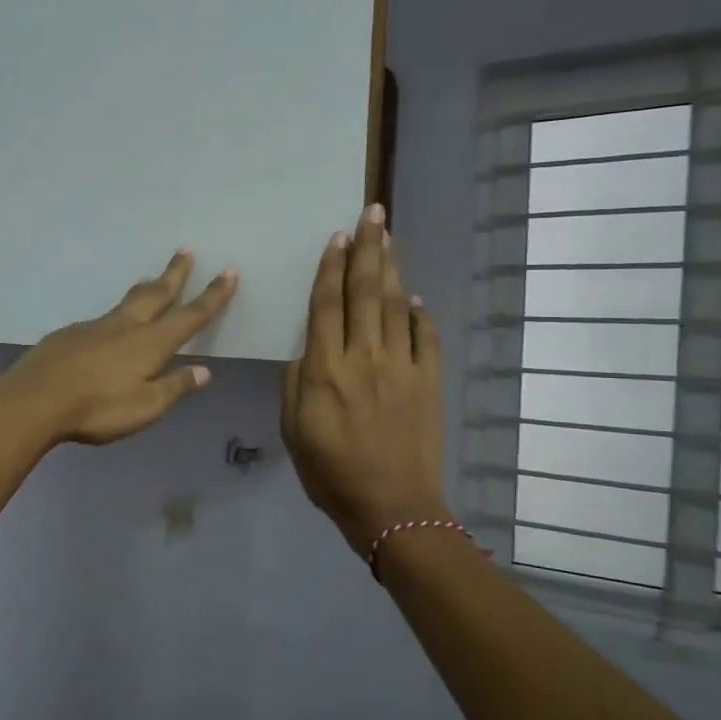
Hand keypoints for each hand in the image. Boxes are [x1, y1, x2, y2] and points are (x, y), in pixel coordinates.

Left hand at [0, 250, 237, 445]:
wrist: (35, 399)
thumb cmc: (97, 408)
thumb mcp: (145, 407)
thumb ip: (174, 387)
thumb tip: (203, 371)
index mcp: (150, 344)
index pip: (190, 316)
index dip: (212, 296)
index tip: (229, 273)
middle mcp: (125, 326)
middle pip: (156, 294)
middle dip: (175, 274)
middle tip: (185, 251)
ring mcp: (94, 327)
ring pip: (126, 302)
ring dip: (144, 288)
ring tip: (151, 279)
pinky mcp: (69, 334)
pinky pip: (100, 320)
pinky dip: (115, 315)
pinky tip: (108, 328)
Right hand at [281, 205, 446, 557]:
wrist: (392, 506)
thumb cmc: (330, 473)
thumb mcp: (292, 431)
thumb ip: (294, 384)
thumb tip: (306, 352)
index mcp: (324, 369)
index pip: (326, 305)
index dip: (330, 267)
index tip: (335, 237)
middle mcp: (363, 357)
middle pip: (364, 291)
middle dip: (366, 248)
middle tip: (371, 213)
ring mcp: (401, 366)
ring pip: (395, 305)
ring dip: (392, 267)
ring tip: (388, 236)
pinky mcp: (428, 381)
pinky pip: (424, 337)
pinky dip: (420, 314)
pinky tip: (415, 298)